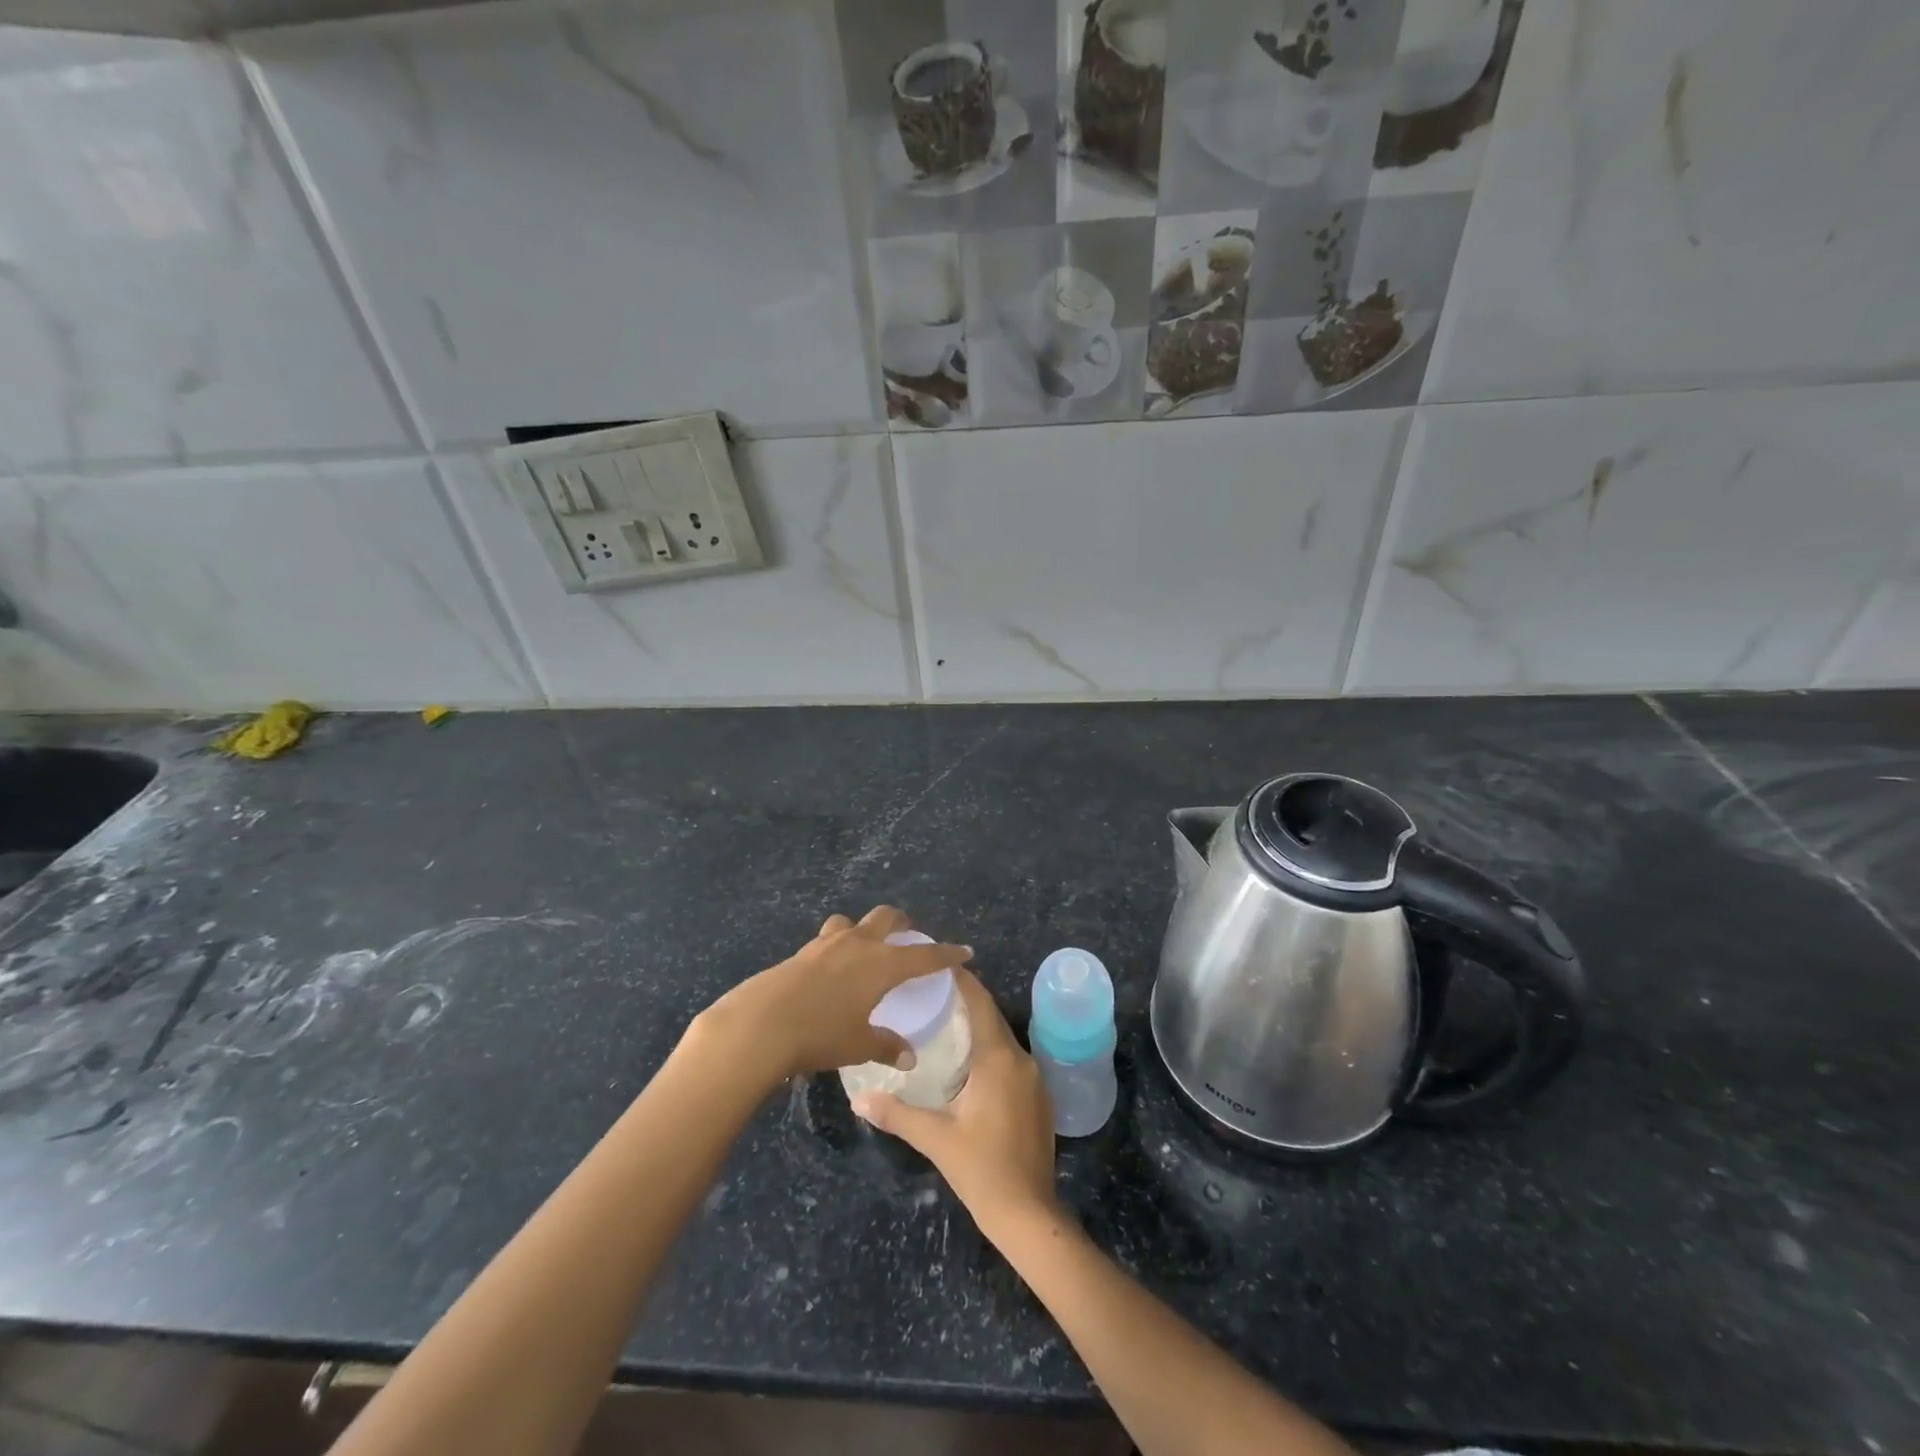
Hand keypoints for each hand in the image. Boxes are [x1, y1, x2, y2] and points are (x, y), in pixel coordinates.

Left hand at [696, 906, 970, 1083]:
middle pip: (887, 918)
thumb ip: (886, 1046)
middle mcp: (858, 944)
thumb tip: (909, 1056)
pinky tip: (833, 972)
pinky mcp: (801, 952)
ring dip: (864, 929)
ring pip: (852, 922)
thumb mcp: (858, 1045)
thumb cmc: (820, 1034)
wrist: (761, 1024)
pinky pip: (828, 940)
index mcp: (882, 963)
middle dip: (903, 924)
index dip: (946, 953)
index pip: (924, 954)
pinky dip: (838, 947)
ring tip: (865, 949)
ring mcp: (826, 944)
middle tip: (909, 938)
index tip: (965, 951)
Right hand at [851, 969, 1058, 1231]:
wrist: (1029, 1214)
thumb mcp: (935, 1139)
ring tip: (946, 1022)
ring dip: (978, 1028)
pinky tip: (969, 1064)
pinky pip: (1011, 1060)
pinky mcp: (1038, 1099)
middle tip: (933, 992)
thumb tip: (860, 1099)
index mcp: (998, 1059)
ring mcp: (1034, 1080)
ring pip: (1003, 1040)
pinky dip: (990, 1051)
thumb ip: (897, 1114)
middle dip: (967, 1002)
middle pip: (992, 1018)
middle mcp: (1021, 1060)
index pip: (981, 1004)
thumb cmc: (982, 1170)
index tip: (940, 964)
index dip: (963, 981)